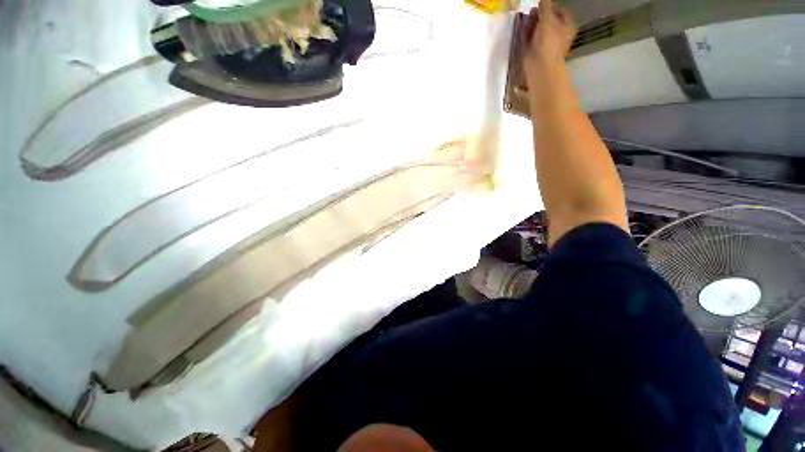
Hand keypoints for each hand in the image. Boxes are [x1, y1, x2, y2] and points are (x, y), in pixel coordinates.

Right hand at [521, 0, 576, 94]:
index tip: (542, 5)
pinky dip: (527, 30)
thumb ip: (545, 6)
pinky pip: (530, 36)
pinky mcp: (533, 49)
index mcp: (566, 27)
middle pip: (548, 20)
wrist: (539, 66)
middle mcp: (557, 34)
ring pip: (538, 28)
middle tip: (533, 10)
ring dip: (532, 21)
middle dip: (539, 14)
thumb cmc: (548, 42)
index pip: (560, 12)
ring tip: (527, 15)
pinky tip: (523, 23)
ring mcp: (544, 42)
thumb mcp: (548, 19)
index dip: (551, 7)